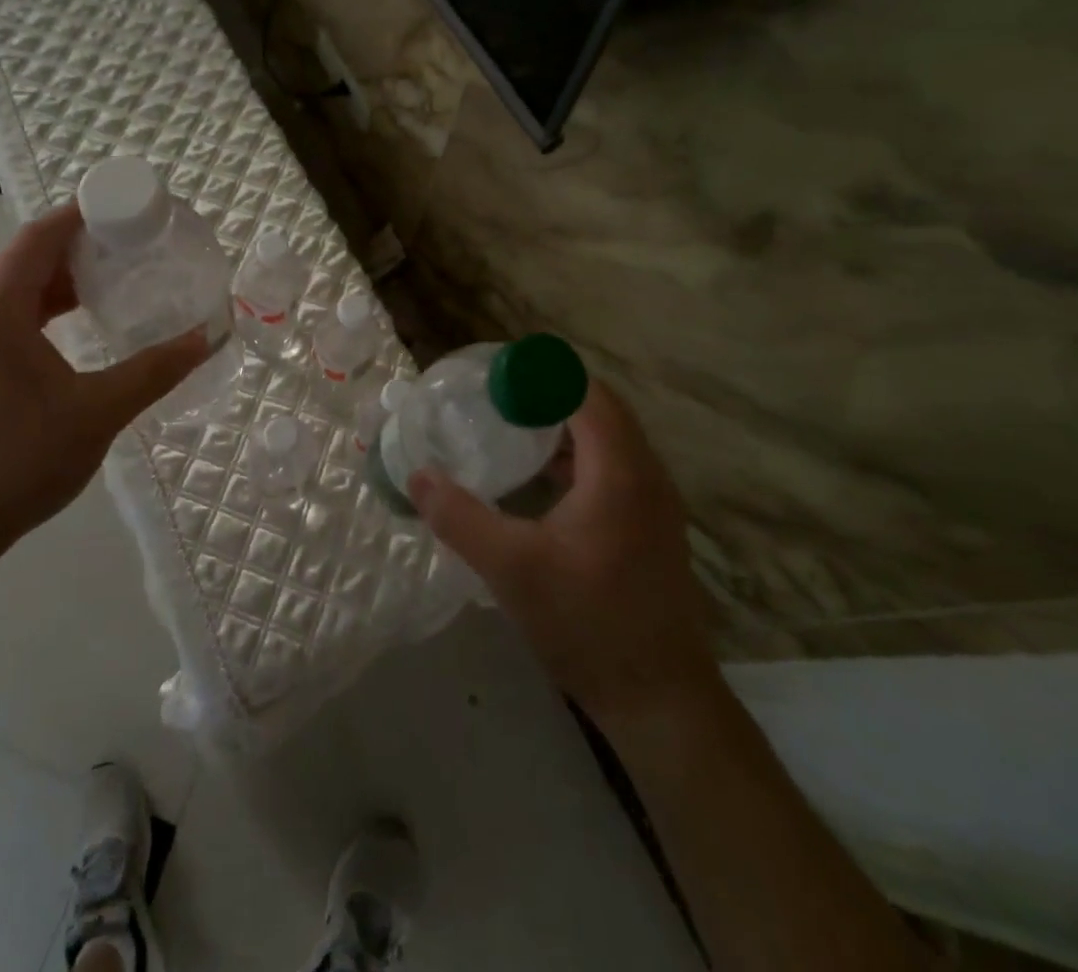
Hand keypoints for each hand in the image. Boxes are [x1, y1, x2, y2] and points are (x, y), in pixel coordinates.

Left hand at [0, 203, 208, 551]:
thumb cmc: (17, 461)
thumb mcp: (98, 412)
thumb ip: (155, 370)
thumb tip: (208, 337)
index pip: (41, 235)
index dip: (85, 213)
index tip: (133, 209)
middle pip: (29, 256)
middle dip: (83, 243)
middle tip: (139, 244)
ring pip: (18, 287)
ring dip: (66, 278)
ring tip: (120, 278)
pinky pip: (10, 315)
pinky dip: (48, 307)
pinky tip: (83, 324)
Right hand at [407, 379, 718, 727]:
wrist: (661, 700)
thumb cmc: (587, 624)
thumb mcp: (511, 569)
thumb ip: (460, 517)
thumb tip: (417, 476)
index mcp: (619, 472)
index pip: (586, 393)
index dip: (541, 376)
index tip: (495, 377)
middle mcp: (646, 475)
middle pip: (599, 409)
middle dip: (548, 395)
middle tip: (495, 398)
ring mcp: (654, 502)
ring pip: (609, 438)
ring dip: (563, 425)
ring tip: (510, 428)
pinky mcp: (650, 526)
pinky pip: (613, 466)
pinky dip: (577, 455)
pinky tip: (540, 479)